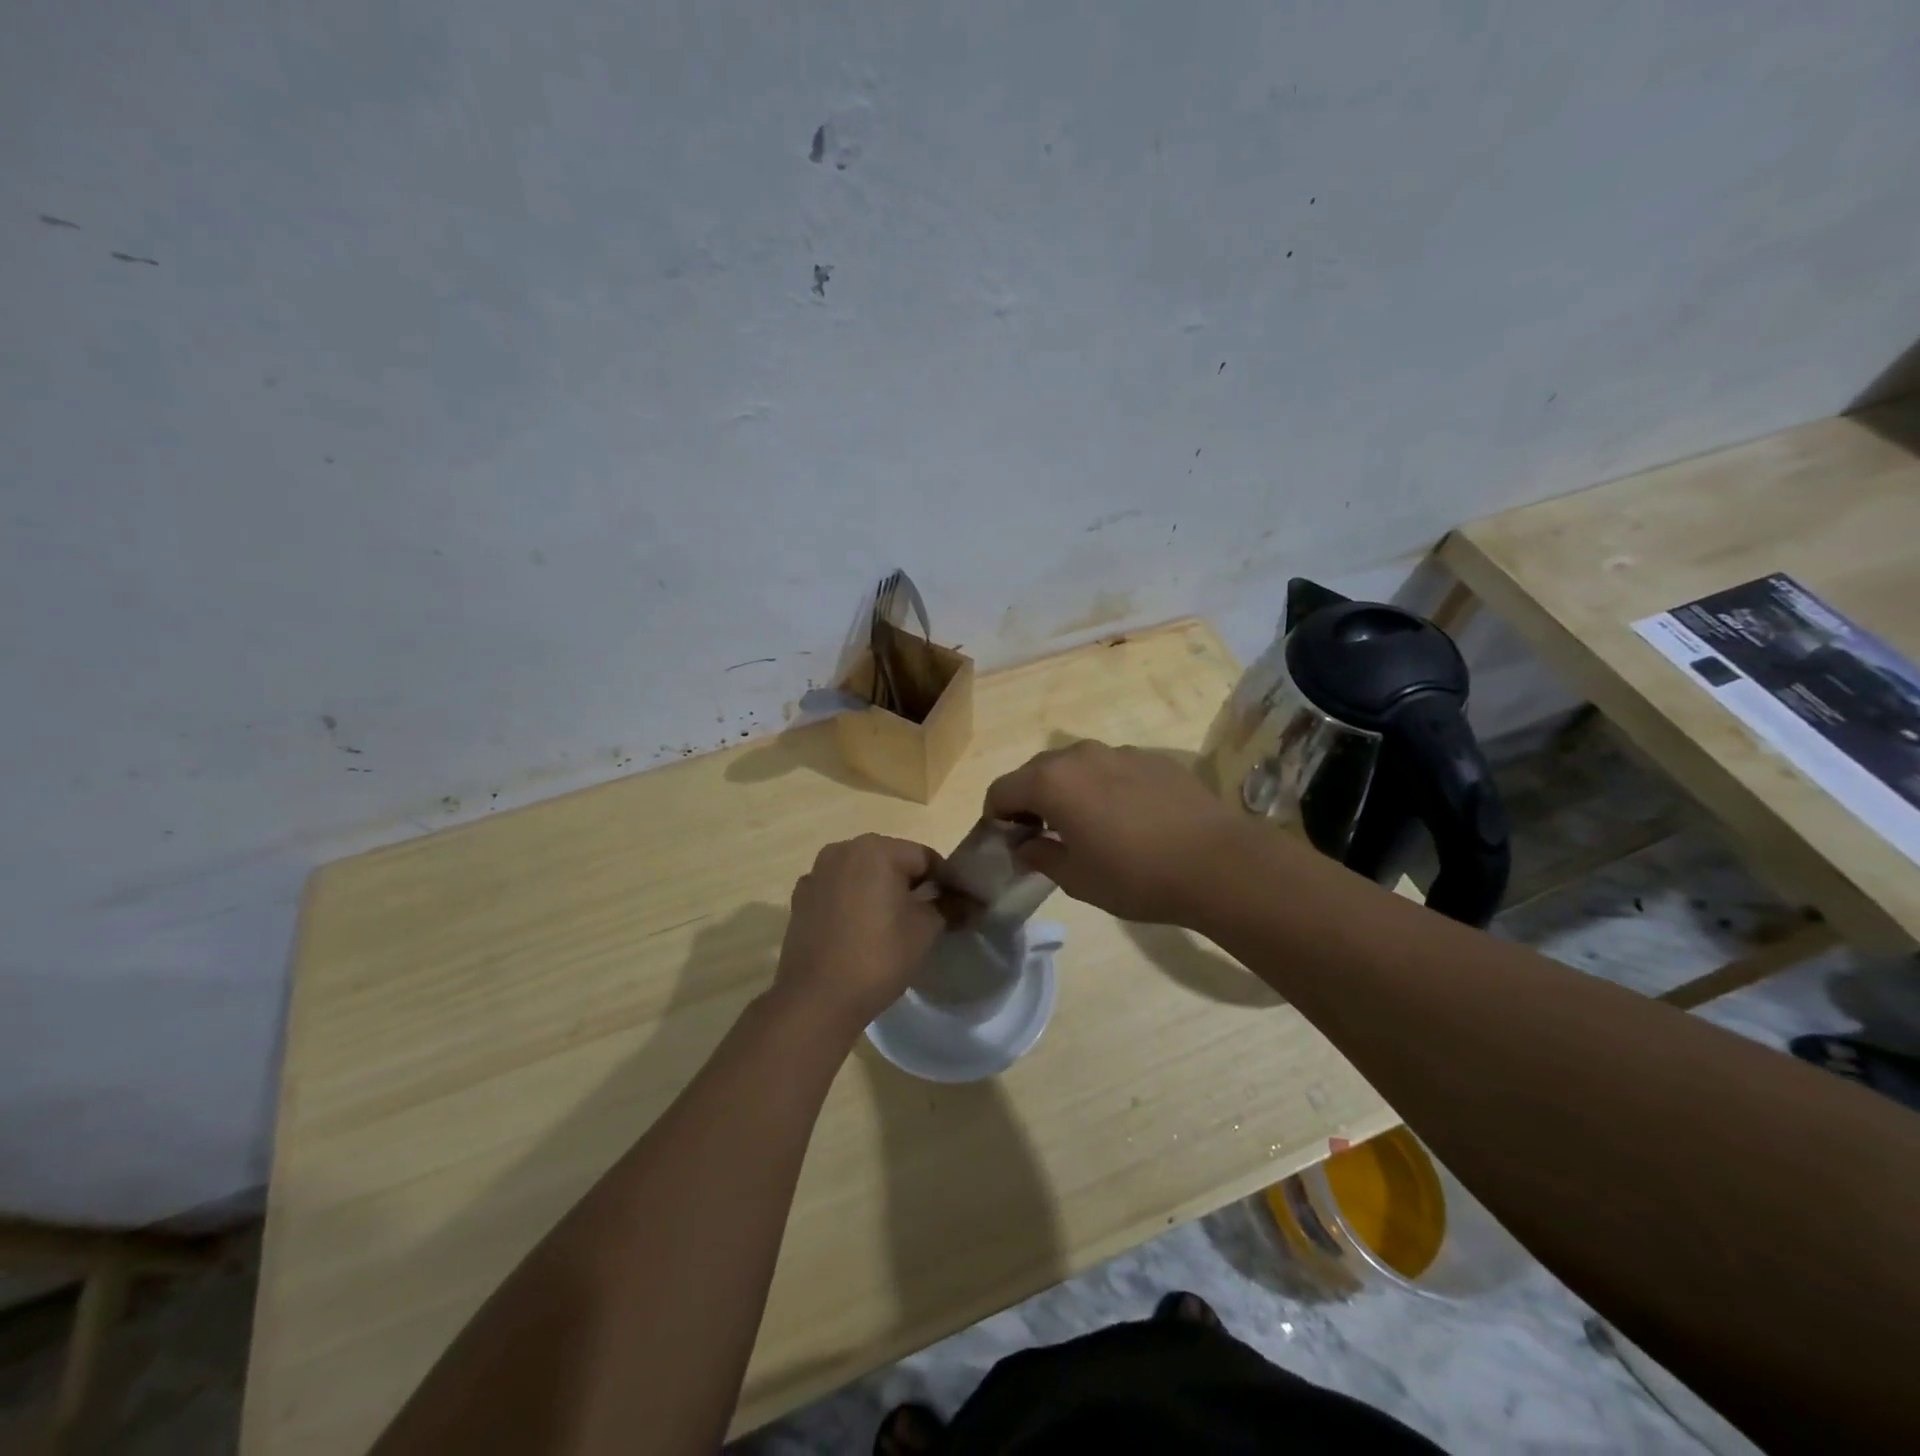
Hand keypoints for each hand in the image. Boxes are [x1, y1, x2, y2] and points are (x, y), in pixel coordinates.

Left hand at [771, 835, 945, 1035]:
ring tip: (894, 926)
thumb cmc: (878, 956)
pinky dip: (854, 903)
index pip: (925, 857)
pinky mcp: (800, 899)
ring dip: (881, 892)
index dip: (947, 881)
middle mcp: (842, 850)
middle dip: (912, 884)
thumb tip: (972, 902)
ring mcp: (816, 874)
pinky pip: (839, 892)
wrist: (816, 999)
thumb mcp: (925, 929)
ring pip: (862, 876)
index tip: (960, 906)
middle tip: (931, 916)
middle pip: (891, 861)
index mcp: (876, 849)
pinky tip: (861, 932)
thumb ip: (949, 906)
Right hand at [985, 740, 1246, 924]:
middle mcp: (1080, 755)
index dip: (996, 817)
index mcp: (1051, 781)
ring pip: (1076, 766)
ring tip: (1089, 826)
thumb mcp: (1076, 879)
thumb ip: (1040, 856)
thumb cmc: (1135, 876)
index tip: (1010, 842)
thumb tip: (1025, 845)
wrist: (1219, 864)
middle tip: (1044, 835)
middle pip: (1036, 771)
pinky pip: (1113, 768)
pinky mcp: (1154, 758)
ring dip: (1069, 790)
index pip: (1000, 790)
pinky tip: (1129, 819)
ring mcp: (1120, 752)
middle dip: (1030, 800)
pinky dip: (1104, 787)